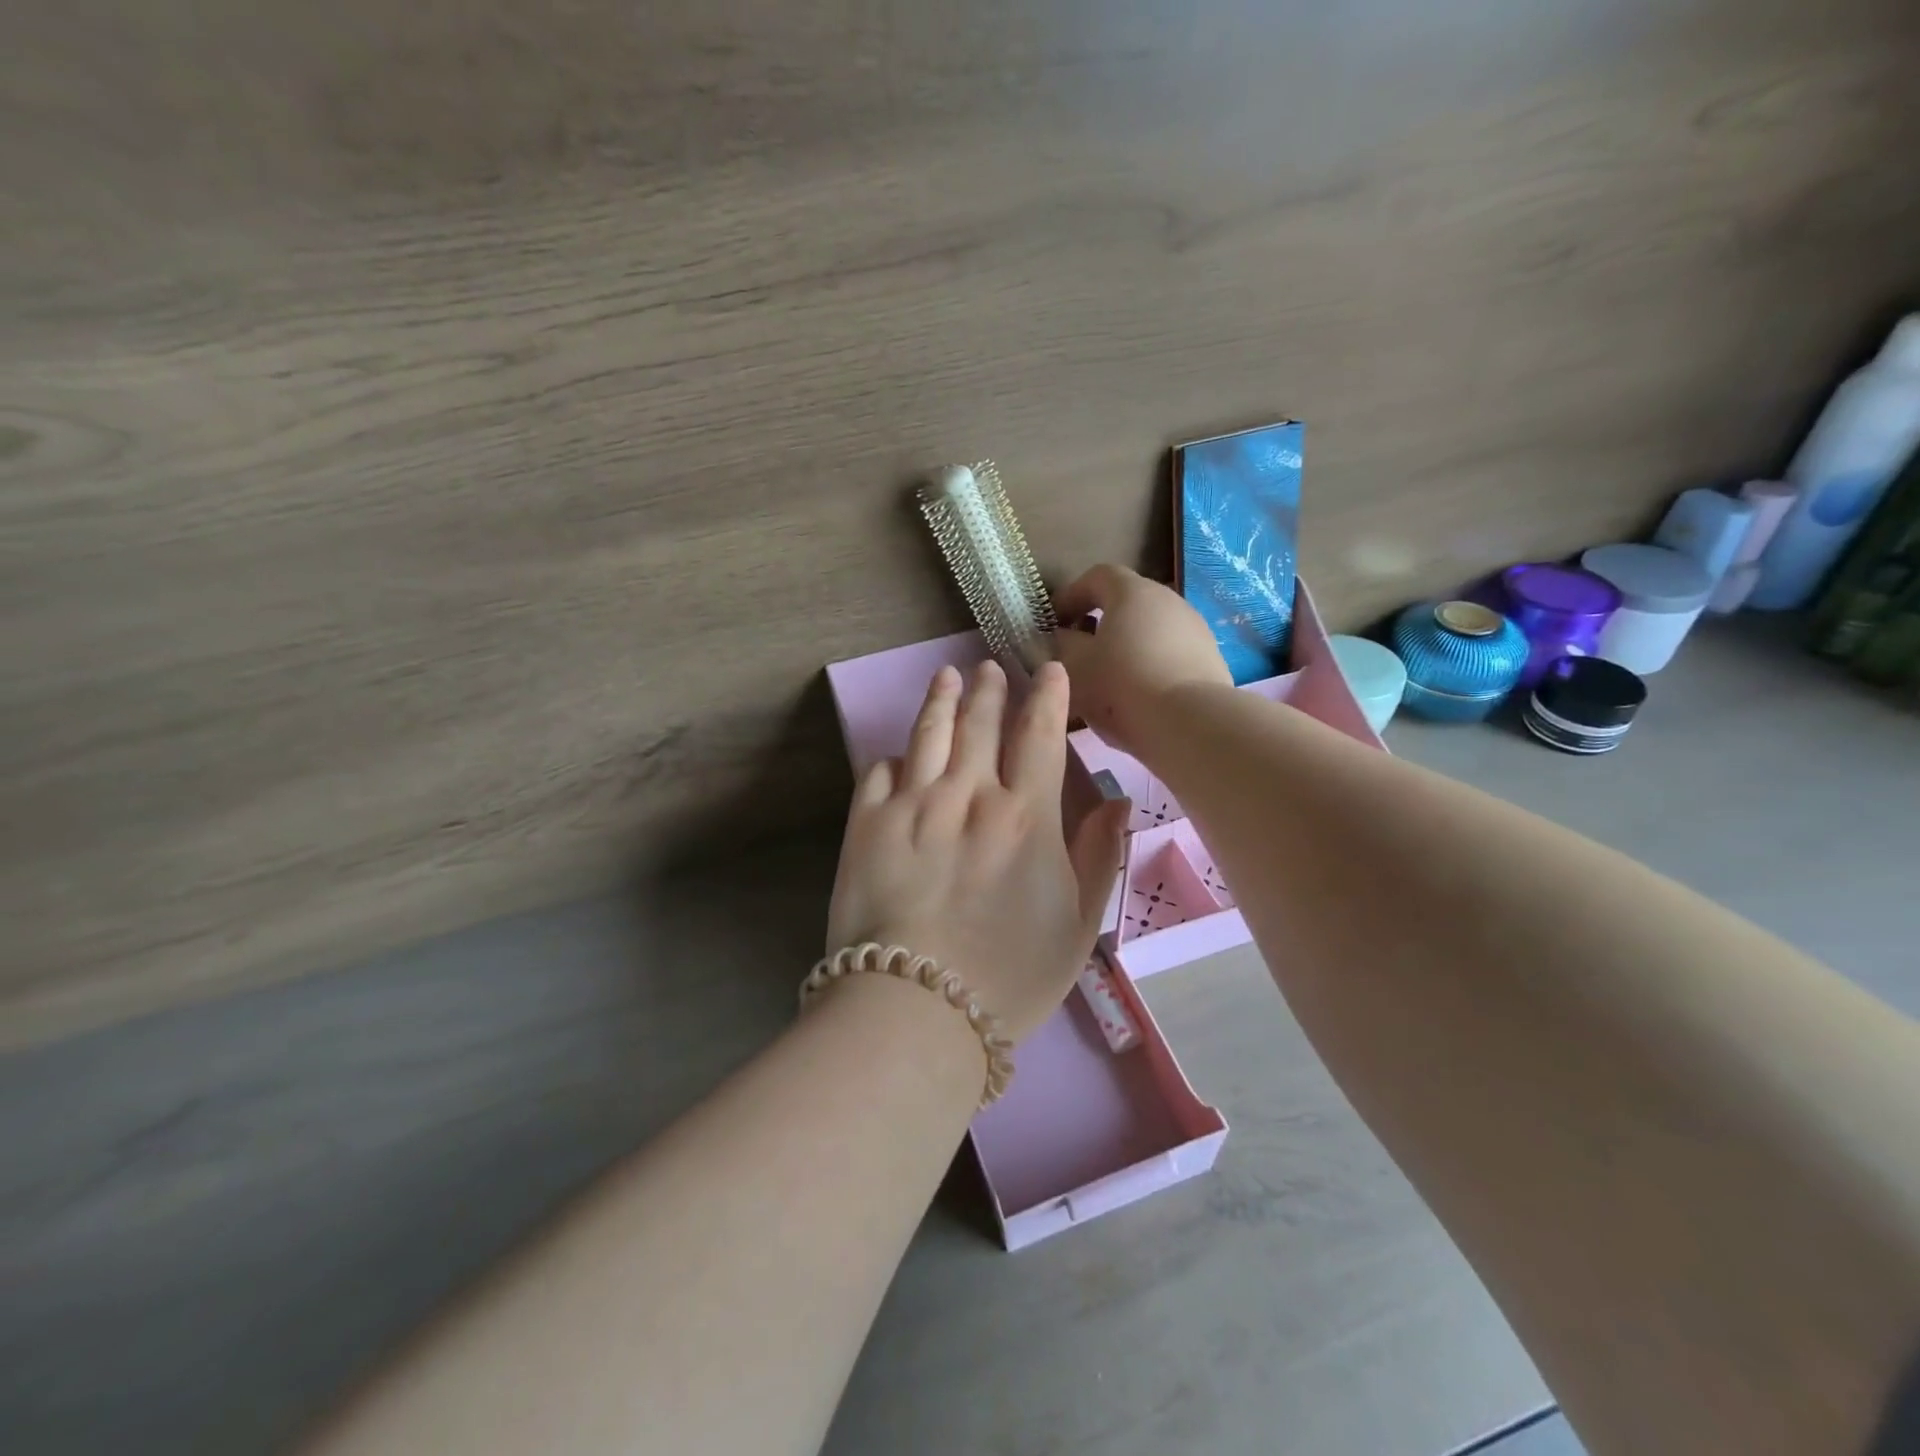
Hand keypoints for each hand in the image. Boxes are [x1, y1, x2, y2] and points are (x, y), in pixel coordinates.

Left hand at [825, 659, 1129, 1042]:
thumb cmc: (1010, 975)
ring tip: (948, 676)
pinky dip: (892, 757)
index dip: (1048, 697)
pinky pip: (879, 771)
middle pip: (981, 724)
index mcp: (1025, 816)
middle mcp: (969, 795)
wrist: (917, 1007)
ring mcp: (913, 804)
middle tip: (990, 667)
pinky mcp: (867, 823)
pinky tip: (898, 752)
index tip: (1049, 670)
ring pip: (929, 733)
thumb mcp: (1077, 925)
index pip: (1040, 736)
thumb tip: (1116, 802)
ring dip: (941, 699)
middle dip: (990, 689)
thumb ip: (1099, 856)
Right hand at [1051, 564, 1232, 755]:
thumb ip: (1062, 644)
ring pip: (1150, 631)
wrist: (1190, 724)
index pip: (1097, 576)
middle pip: (1127, 603)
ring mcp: (1195, 629)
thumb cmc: (1120, 685)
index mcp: (1132, 592)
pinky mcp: (1210, 659)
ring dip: (1126, 647)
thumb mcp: (1073, 665)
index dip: (1071, 595)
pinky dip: (1150, 666)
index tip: (1053, 622)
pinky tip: (1139, 697)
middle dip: (1099, 623)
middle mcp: (1168, 600)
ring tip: (1108, 680)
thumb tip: (1063, 636)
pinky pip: (1170, 655)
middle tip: (1078, 651)